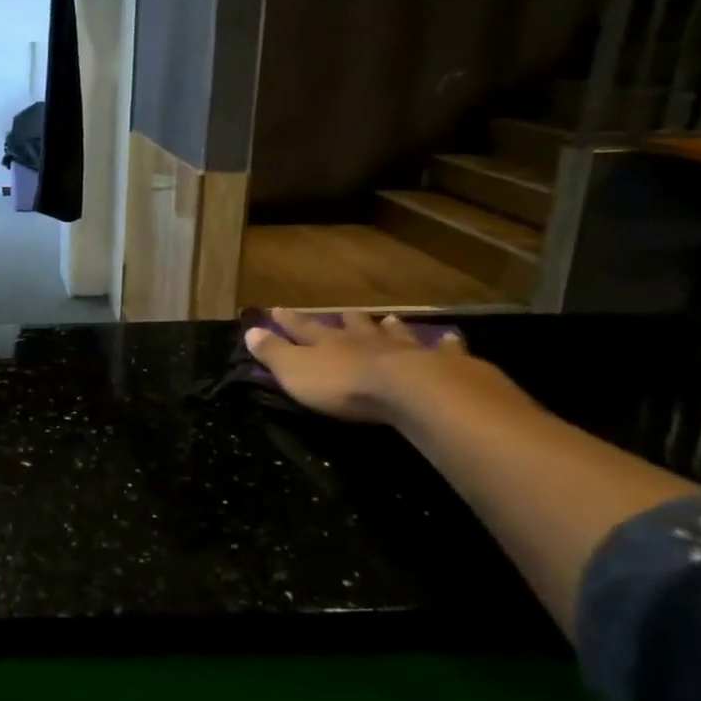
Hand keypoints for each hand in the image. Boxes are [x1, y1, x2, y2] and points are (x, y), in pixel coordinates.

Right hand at [245, 309, 490, 423]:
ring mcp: (405, 349)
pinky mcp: (442, 364)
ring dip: (390, 327)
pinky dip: (446, 344)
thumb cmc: (344, 386)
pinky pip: (445, 350)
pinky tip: (451, 338)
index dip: (288, 321)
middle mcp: (365, 340)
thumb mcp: (295, 372)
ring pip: (395, 334)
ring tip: (391, 319)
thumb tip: (249, 330)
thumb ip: (273, 353)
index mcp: (328, 344)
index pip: (303, 328)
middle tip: (344, 312)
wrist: (411, 392)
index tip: (276, 309)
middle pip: (353, 326)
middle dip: (345, 320)